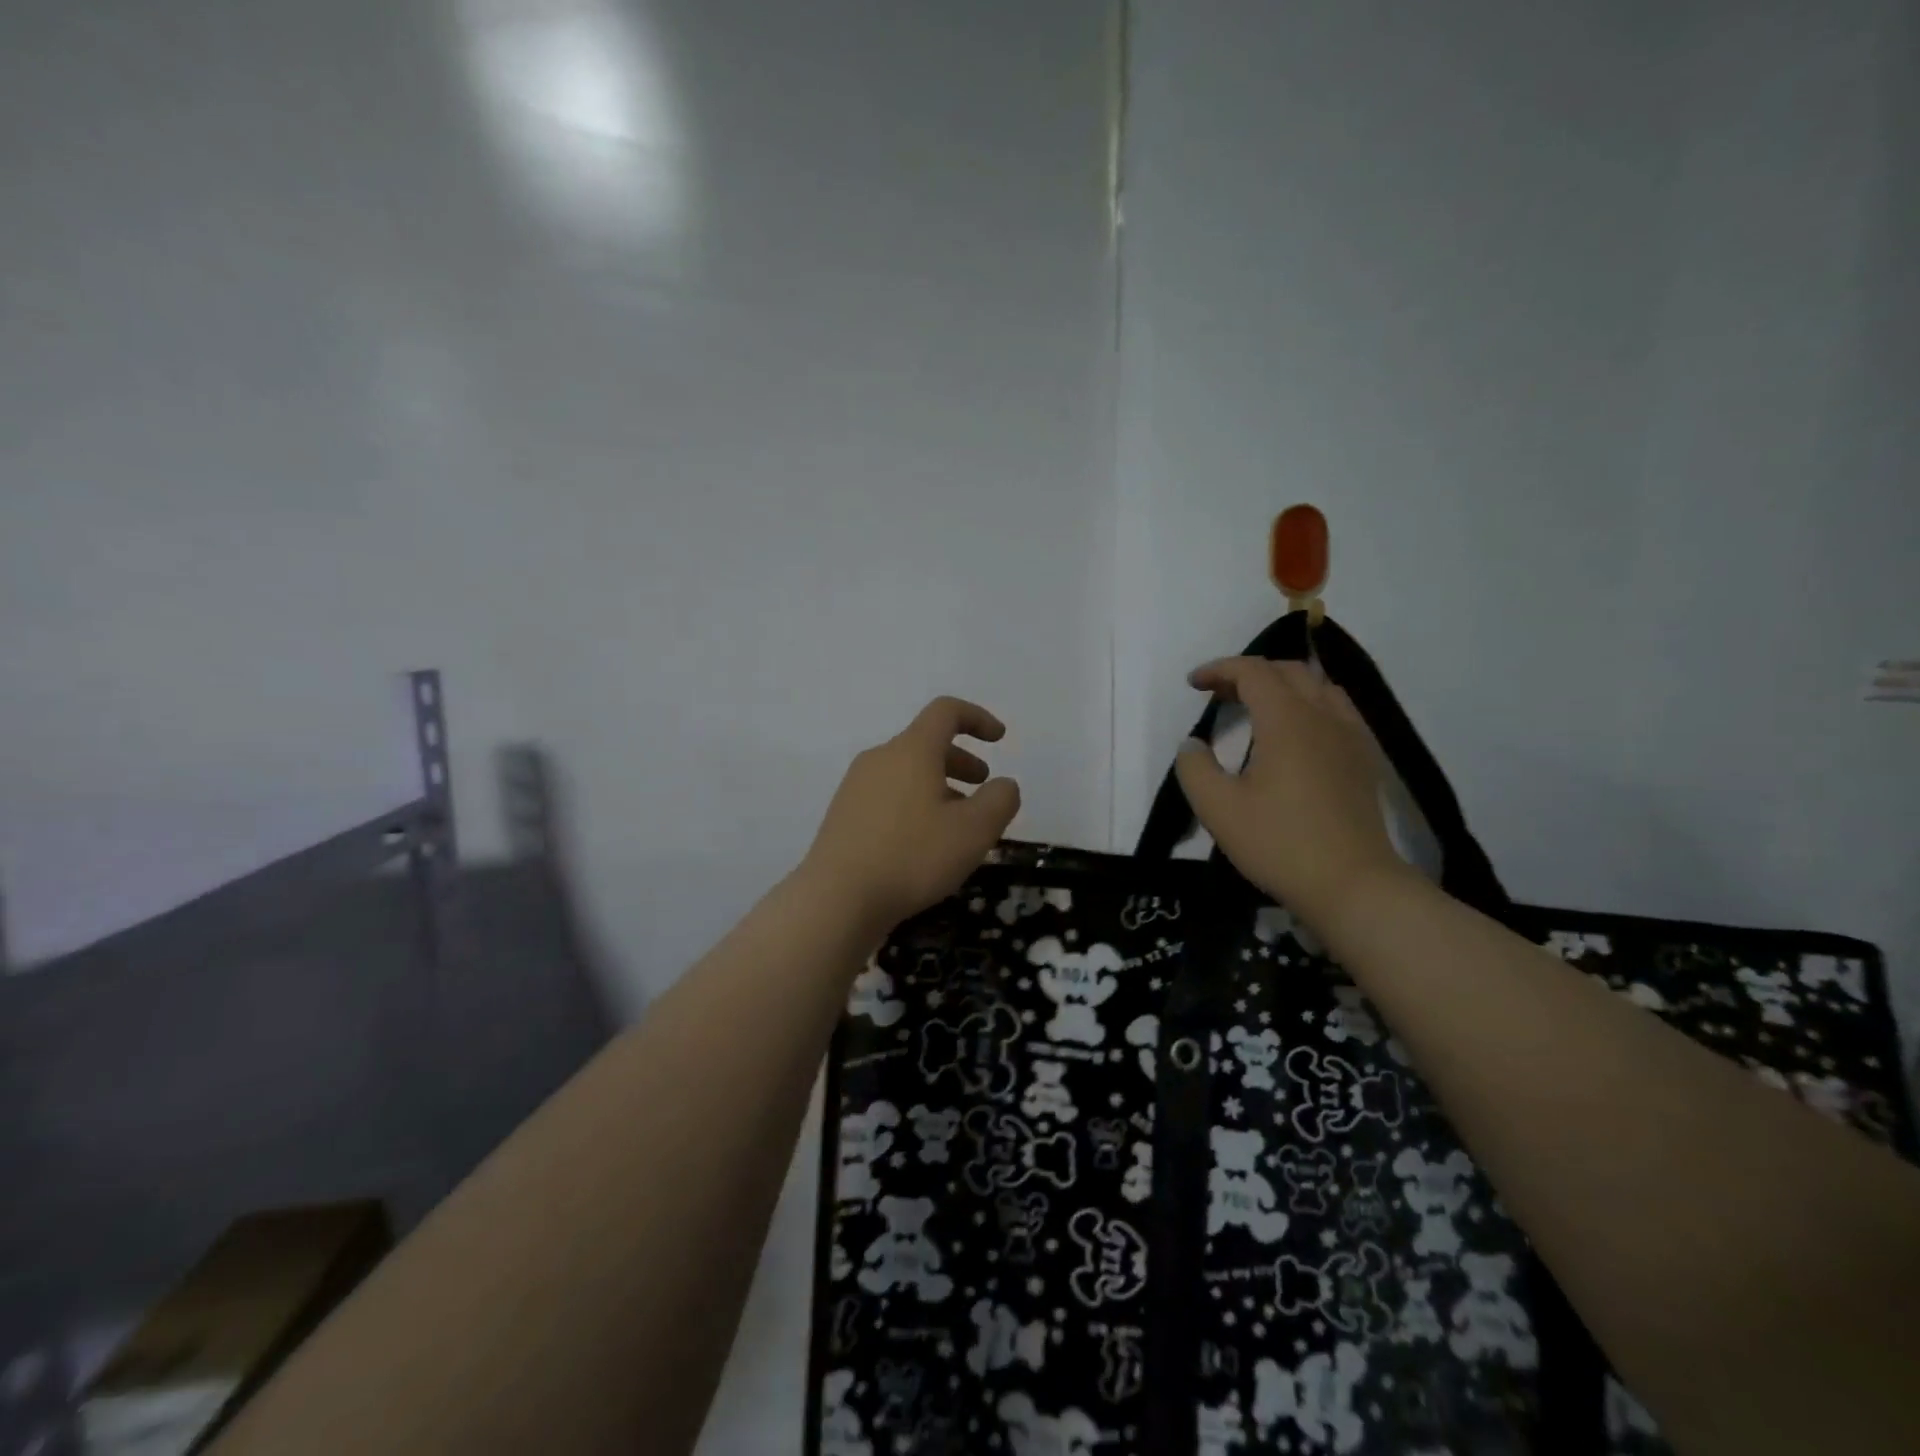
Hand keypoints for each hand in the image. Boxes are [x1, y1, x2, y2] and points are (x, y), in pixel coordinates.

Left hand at [801, 696, 1021, 936]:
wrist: (836, 898)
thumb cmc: (912, 856)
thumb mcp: (974, 831)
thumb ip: (1000, 800)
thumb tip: (1003, 784)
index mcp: (912, 750)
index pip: (946, 711)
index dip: (977, 718)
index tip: (999, 739)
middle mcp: (880, 758)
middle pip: (925, 743)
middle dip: (960, 760)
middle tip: (982, 788)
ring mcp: (856, 786)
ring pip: (906, 772)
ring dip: (938, 786)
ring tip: (956, 824)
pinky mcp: (843, 815)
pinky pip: (888, 795)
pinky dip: (914, 804)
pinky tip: (922, 844)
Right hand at [1174, 658, 1408, 932]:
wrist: (1353, 885)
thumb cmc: (1279, 843)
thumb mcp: (1218, 809)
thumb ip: (1195, 768)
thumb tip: (1193, 744)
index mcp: (1287, 720)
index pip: (1253, 672)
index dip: (1220, 669)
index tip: (1194, 684)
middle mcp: (1324, 716)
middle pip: (1288, 671)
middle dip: (1249, 673)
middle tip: (1219, 695)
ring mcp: (1351, 736)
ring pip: (1318, 686)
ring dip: (1283, 685)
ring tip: (1257, 707)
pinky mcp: (1364, 759)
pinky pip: (1337, 709)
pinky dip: (1309, 704)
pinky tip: (1297, 733)